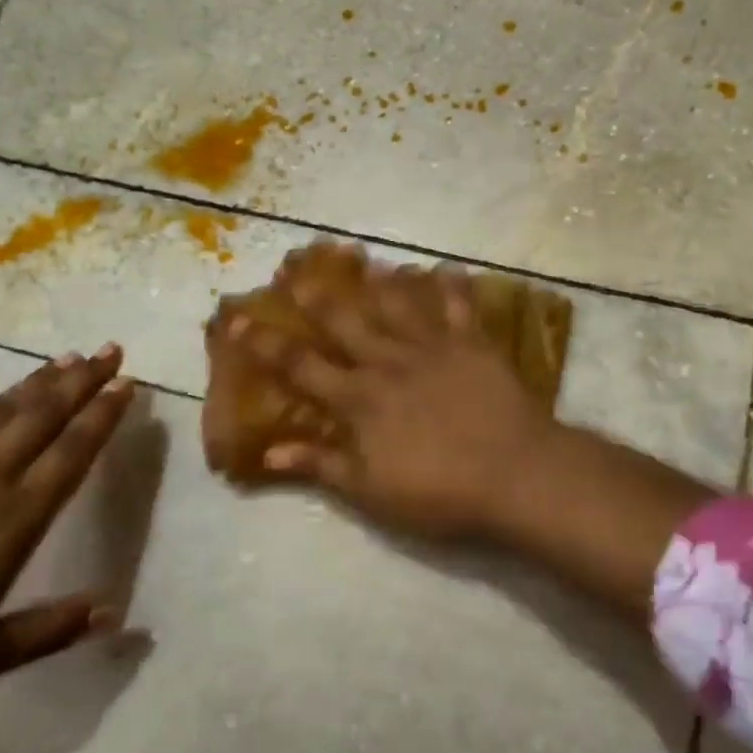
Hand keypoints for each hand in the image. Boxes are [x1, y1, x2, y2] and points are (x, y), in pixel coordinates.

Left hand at [0, 348, 134, 710]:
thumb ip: (51, 629)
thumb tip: (112, 612)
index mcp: (15, 519)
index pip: (73, 452)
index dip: (103, 416)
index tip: (126, 385)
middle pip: (44, 416)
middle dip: (83, 380)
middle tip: (110, 350)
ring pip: (1, 410)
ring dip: (38, 380)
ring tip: (67, 357)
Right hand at [226, 249, 556, 539]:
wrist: (514, 474)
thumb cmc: (437, 491)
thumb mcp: (369, 490)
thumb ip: (319, 465)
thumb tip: (268, 450)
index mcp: (358, 398)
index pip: (300, 365)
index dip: (265, 343)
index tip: (237, 320)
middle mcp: (389, 362)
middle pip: (345, 321)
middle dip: (317, 297)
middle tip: (297, 271)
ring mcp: (433, 347)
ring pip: (398, 303)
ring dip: (379, 281)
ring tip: (364, 260)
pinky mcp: (473, 344)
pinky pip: (459, 305)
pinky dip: (450, 285)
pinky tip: (443, 267)